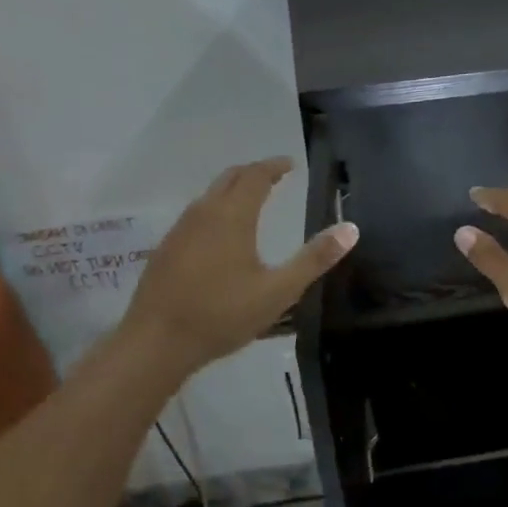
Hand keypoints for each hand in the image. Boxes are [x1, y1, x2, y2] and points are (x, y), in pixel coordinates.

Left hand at [118, 158, 357, 377]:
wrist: (156, 342)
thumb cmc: (222, 315)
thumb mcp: (278, 292)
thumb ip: (314, 259)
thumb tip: (350, 229)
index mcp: (232, 217)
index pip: (255, 176)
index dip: (273, 167)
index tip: (289, 164)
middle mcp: (203, 213)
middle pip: (229, 178)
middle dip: (253, 173)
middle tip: (273, 177)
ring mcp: (179, 230)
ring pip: (209, 196)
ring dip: (232, 190)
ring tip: (251, 201)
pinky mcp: (165, 249)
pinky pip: (195, 215)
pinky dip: (214, 210)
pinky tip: (219, 235)